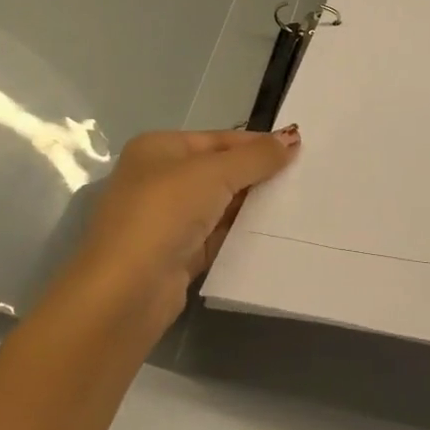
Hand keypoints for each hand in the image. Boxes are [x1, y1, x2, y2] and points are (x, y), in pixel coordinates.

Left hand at [66, 126, 300, 325]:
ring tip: (297, 203)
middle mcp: (158, 179)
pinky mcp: (176, 255)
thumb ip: (256, 157)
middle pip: (219, 170)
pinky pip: (216, 236)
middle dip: (256, 174)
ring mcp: (165, 220)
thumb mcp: (215, 174)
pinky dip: (241, 234)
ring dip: (251, 205)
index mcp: (158, 148)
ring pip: (219, 205)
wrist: (126, 292)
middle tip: (303, 177)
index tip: (298, 149)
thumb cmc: (165, 213)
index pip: (218, 138)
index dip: (257, 143)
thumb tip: (292, 137)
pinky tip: (273, 233)